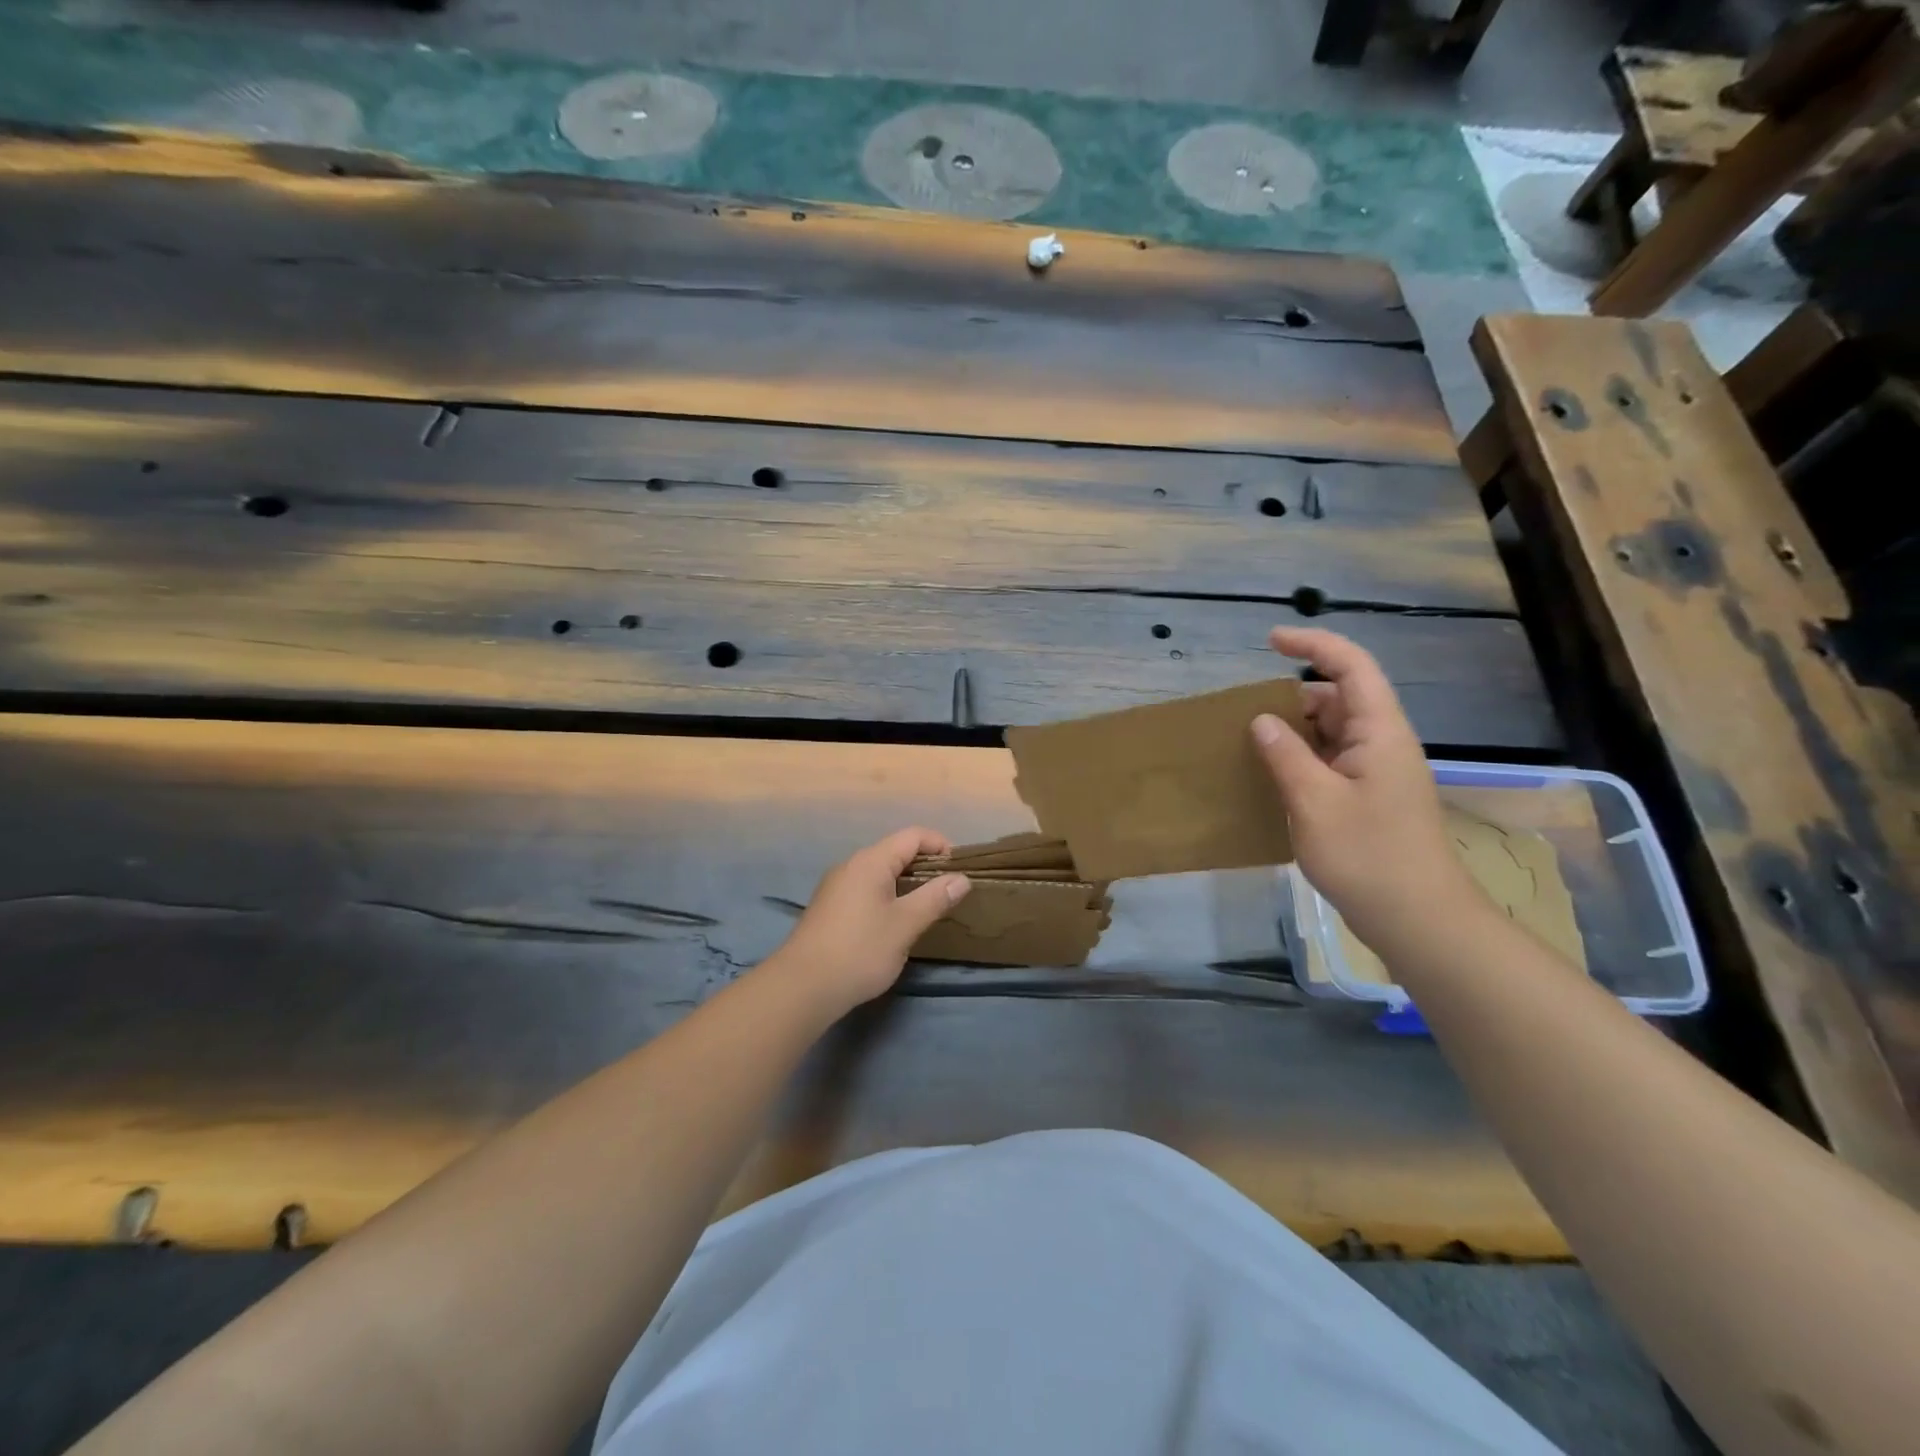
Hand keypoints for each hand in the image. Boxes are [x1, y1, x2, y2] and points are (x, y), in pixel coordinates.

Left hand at [769, 827, 969, 1014]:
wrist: (802, 987)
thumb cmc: (859, 951)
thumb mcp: (905, 925)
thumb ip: (935, 898)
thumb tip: (961, 878)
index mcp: (870, 861)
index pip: (912, 836)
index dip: (940, 845)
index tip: (960, 869)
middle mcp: (851, 866)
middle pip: (895, 852)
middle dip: (926, 866)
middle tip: (948, 892)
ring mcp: (836, 887)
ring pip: (880, 873)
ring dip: (907, 883)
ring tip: (927, 908)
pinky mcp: (830, 908)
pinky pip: (867, 890)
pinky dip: (888, 896)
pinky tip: (895, 923)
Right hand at [1250, 627, 1479, 954]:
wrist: (1418, 919)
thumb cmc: (1368, 855)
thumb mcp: (1315, 802)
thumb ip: (1286, 754)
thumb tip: (1262, 719)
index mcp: (1379, 732)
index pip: (1351, 667)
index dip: (1313, 645)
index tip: (1271, 641)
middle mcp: (1382, 743)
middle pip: (1339, 697)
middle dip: (1293, 695)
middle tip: (1245, 710)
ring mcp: (1377, 772)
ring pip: (1333, 731)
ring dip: (1294, 730)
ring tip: (1249, 741)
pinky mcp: (1369, 798)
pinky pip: (1331, 760)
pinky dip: (1301, 758)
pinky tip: (1272, 775)